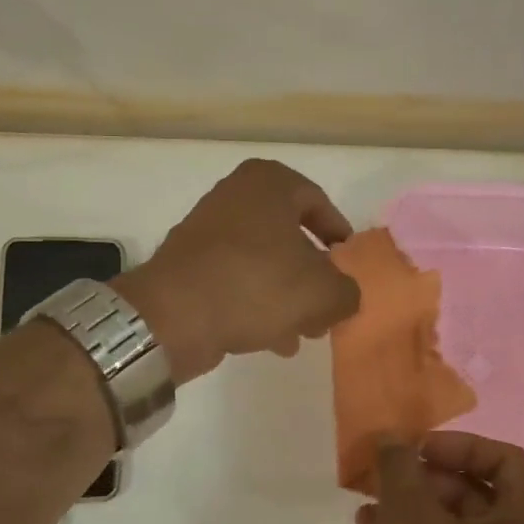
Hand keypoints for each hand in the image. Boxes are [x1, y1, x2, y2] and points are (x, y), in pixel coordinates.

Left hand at [114, 159, 360, 382]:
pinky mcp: (189, 264)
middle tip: (327, 308)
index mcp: (268, 183)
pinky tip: (273, 340)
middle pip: (290, 237)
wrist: (174, 314)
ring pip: (264, 262)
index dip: (339, 238)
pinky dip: (257, 303)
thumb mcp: (322, 292)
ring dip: (287, 297)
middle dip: (313, 277)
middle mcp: (235, 196)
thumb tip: (344, 296)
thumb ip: (347, 292)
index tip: (348, 267)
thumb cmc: (256, 286)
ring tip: (304, 334)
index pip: (319, 203)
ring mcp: (207, 230)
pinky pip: (236, 279)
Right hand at [358, 432, 523, 523]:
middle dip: (420, 483)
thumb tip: (393, 438)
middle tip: (379, 483)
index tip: (413, 452)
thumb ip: (400, 468)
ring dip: (409, 514)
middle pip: (475, 491)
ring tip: (364, 519)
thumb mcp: (410, 521)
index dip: (455, 445)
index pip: (504, 457)